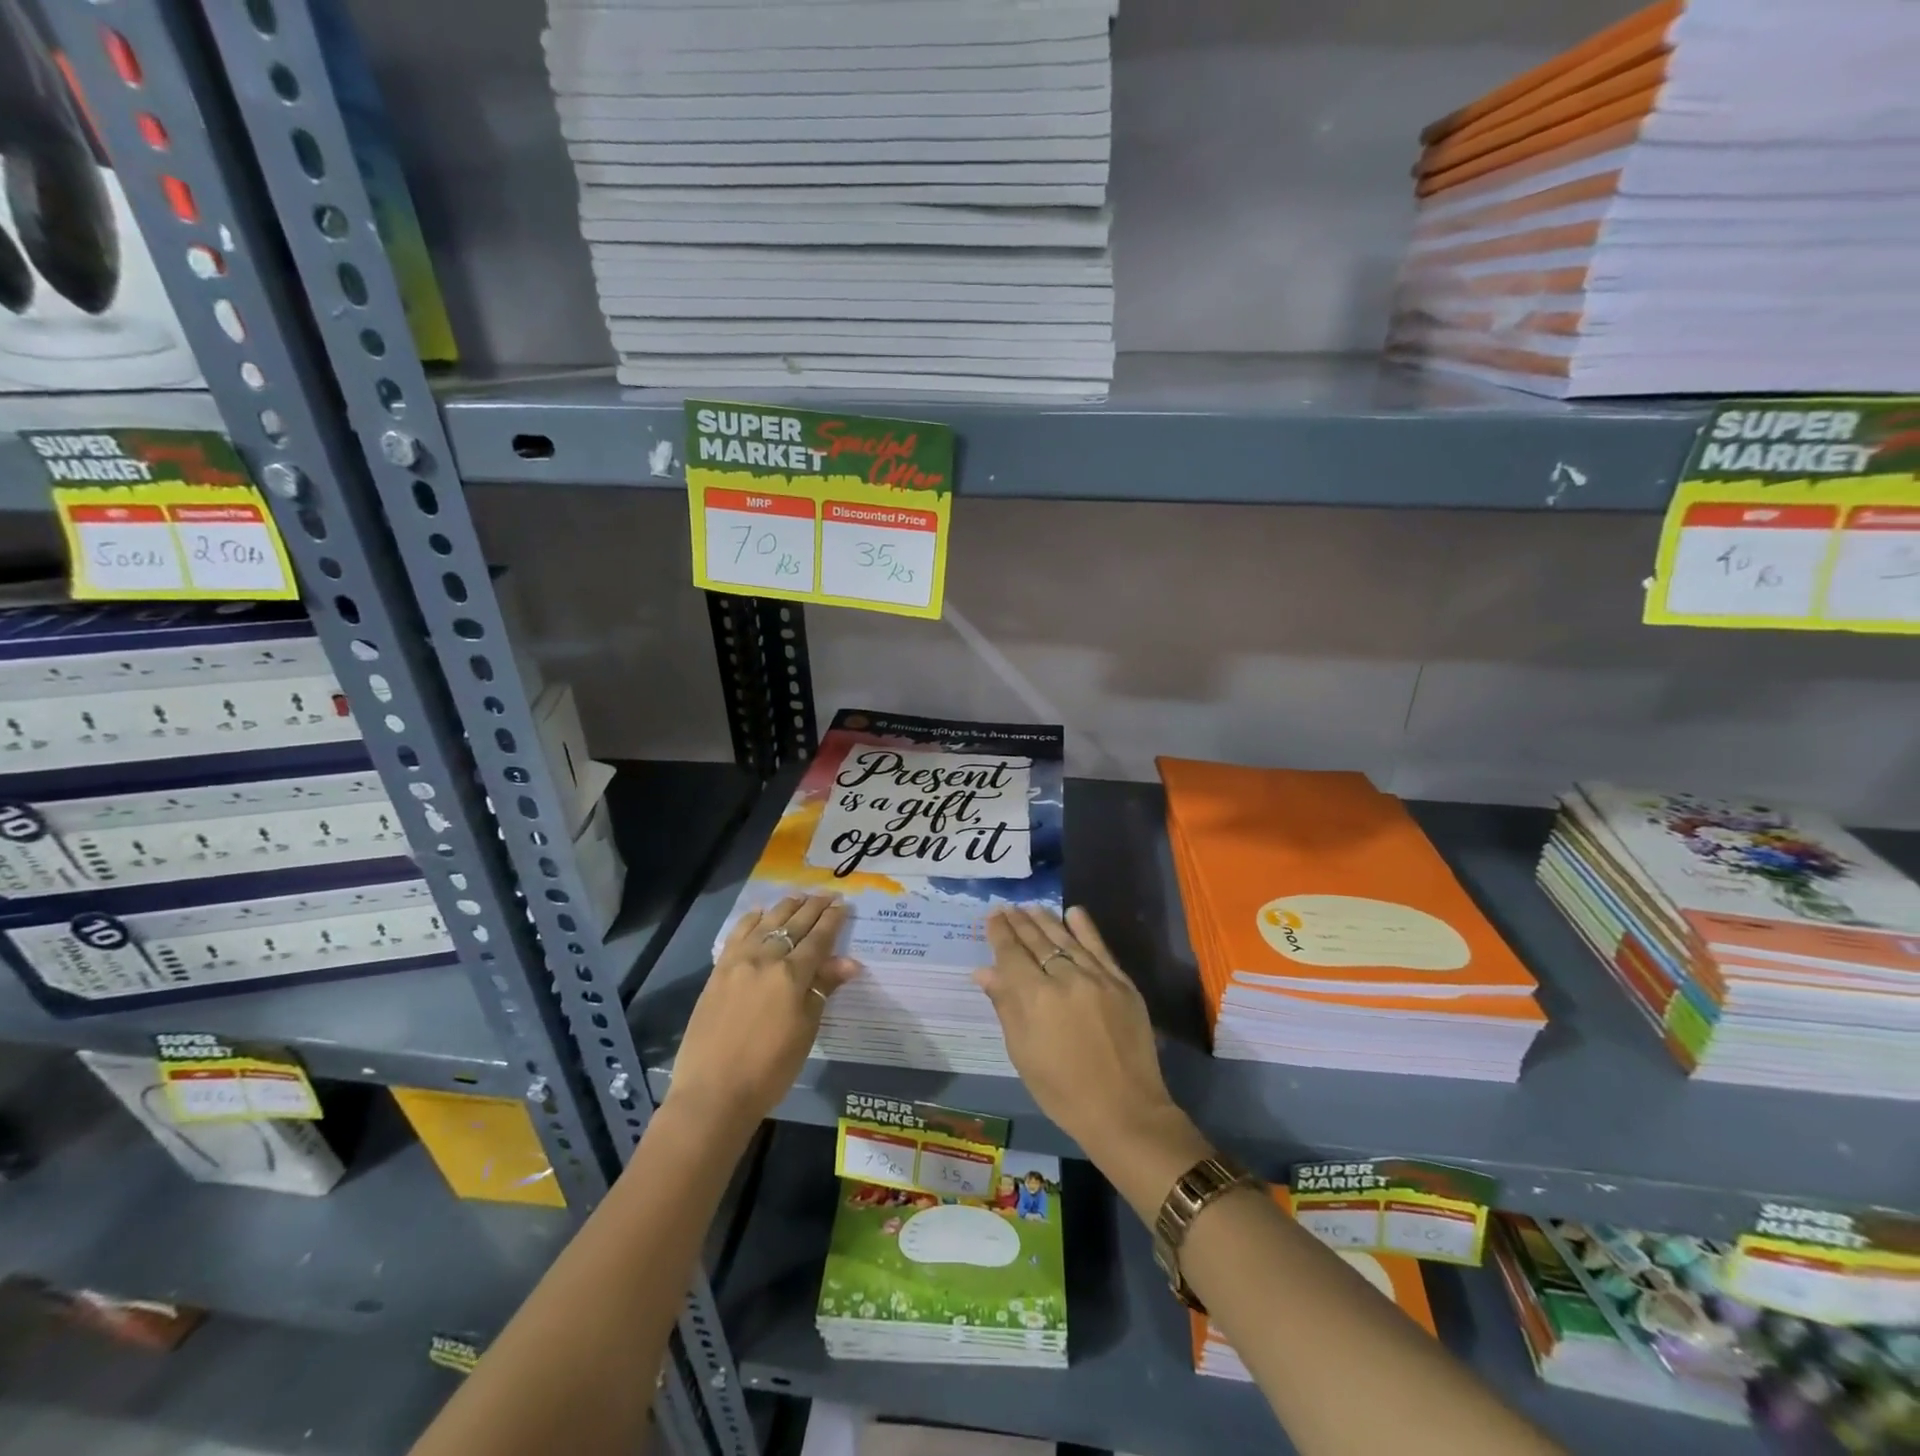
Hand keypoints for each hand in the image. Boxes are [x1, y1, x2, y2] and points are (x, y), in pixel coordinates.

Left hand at [667, 895, 859, 1137]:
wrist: (713, 1093)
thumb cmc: (770, 1069)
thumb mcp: (806, 1030)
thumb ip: (823, 989)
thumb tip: (849, 962)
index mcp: (792, 975)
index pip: (818, 939)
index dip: (833, 920)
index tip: (844, 905)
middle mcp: (765, 959)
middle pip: (794, 925)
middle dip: (813, 908)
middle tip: (827, 895)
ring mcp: (737, 963)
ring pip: (766, 923)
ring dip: (785, 907)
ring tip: (799, 897)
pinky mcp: (717, 972)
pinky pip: (736, 935)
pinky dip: (751, 920)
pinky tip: (759, 913)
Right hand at [977, 906, 1185, 1160]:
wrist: (1125, 1111)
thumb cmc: (1063, 1091)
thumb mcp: (1023, 1053)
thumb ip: (1005, 1006)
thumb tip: (984, 971)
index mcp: (1035, 998)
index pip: (1012, 954)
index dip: (1000, 933)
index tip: (992, 916)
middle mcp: (1065, 978)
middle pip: (1037, 941)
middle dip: (1020, 922)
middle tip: (1008, 908)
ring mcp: (1097, 977)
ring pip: (1066, 939)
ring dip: (1046, 920)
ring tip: (1032, 907)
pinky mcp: (1122, 983)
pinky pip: (1100, 947)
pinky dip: (1085, 928)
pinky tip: (1073, 912)